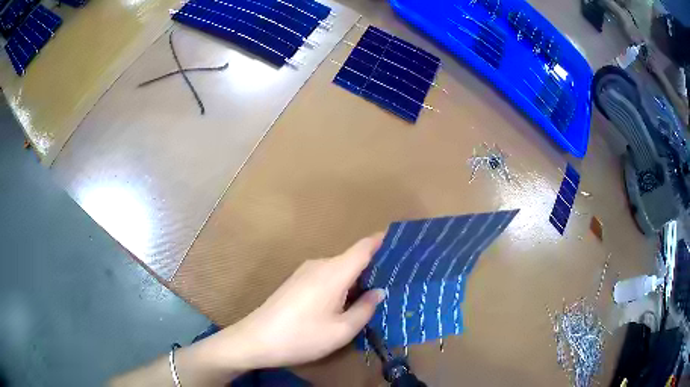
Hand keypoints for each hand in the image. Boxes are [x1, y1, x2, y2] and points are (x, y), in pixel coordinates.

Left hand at [218, 234, 385, 368]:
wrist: (255, 340)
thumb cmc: (302, 336)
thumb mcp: (341, 330)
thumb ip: (365, 309)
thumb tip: (379, 291)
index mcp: (334, 272)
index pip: (364, 247)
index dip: (383, 240)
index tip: (402, 241)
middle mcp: (320, 264)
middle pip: (353, 258)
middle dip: (374, 267)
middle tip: (397, 280)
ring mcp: (305, 272)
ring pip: (340, 269)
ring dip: (357, 279)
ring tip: (375, 294)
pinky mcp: (296, 282)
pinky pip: (327, 277)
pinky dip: (342, 284)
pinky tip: (346, 302)